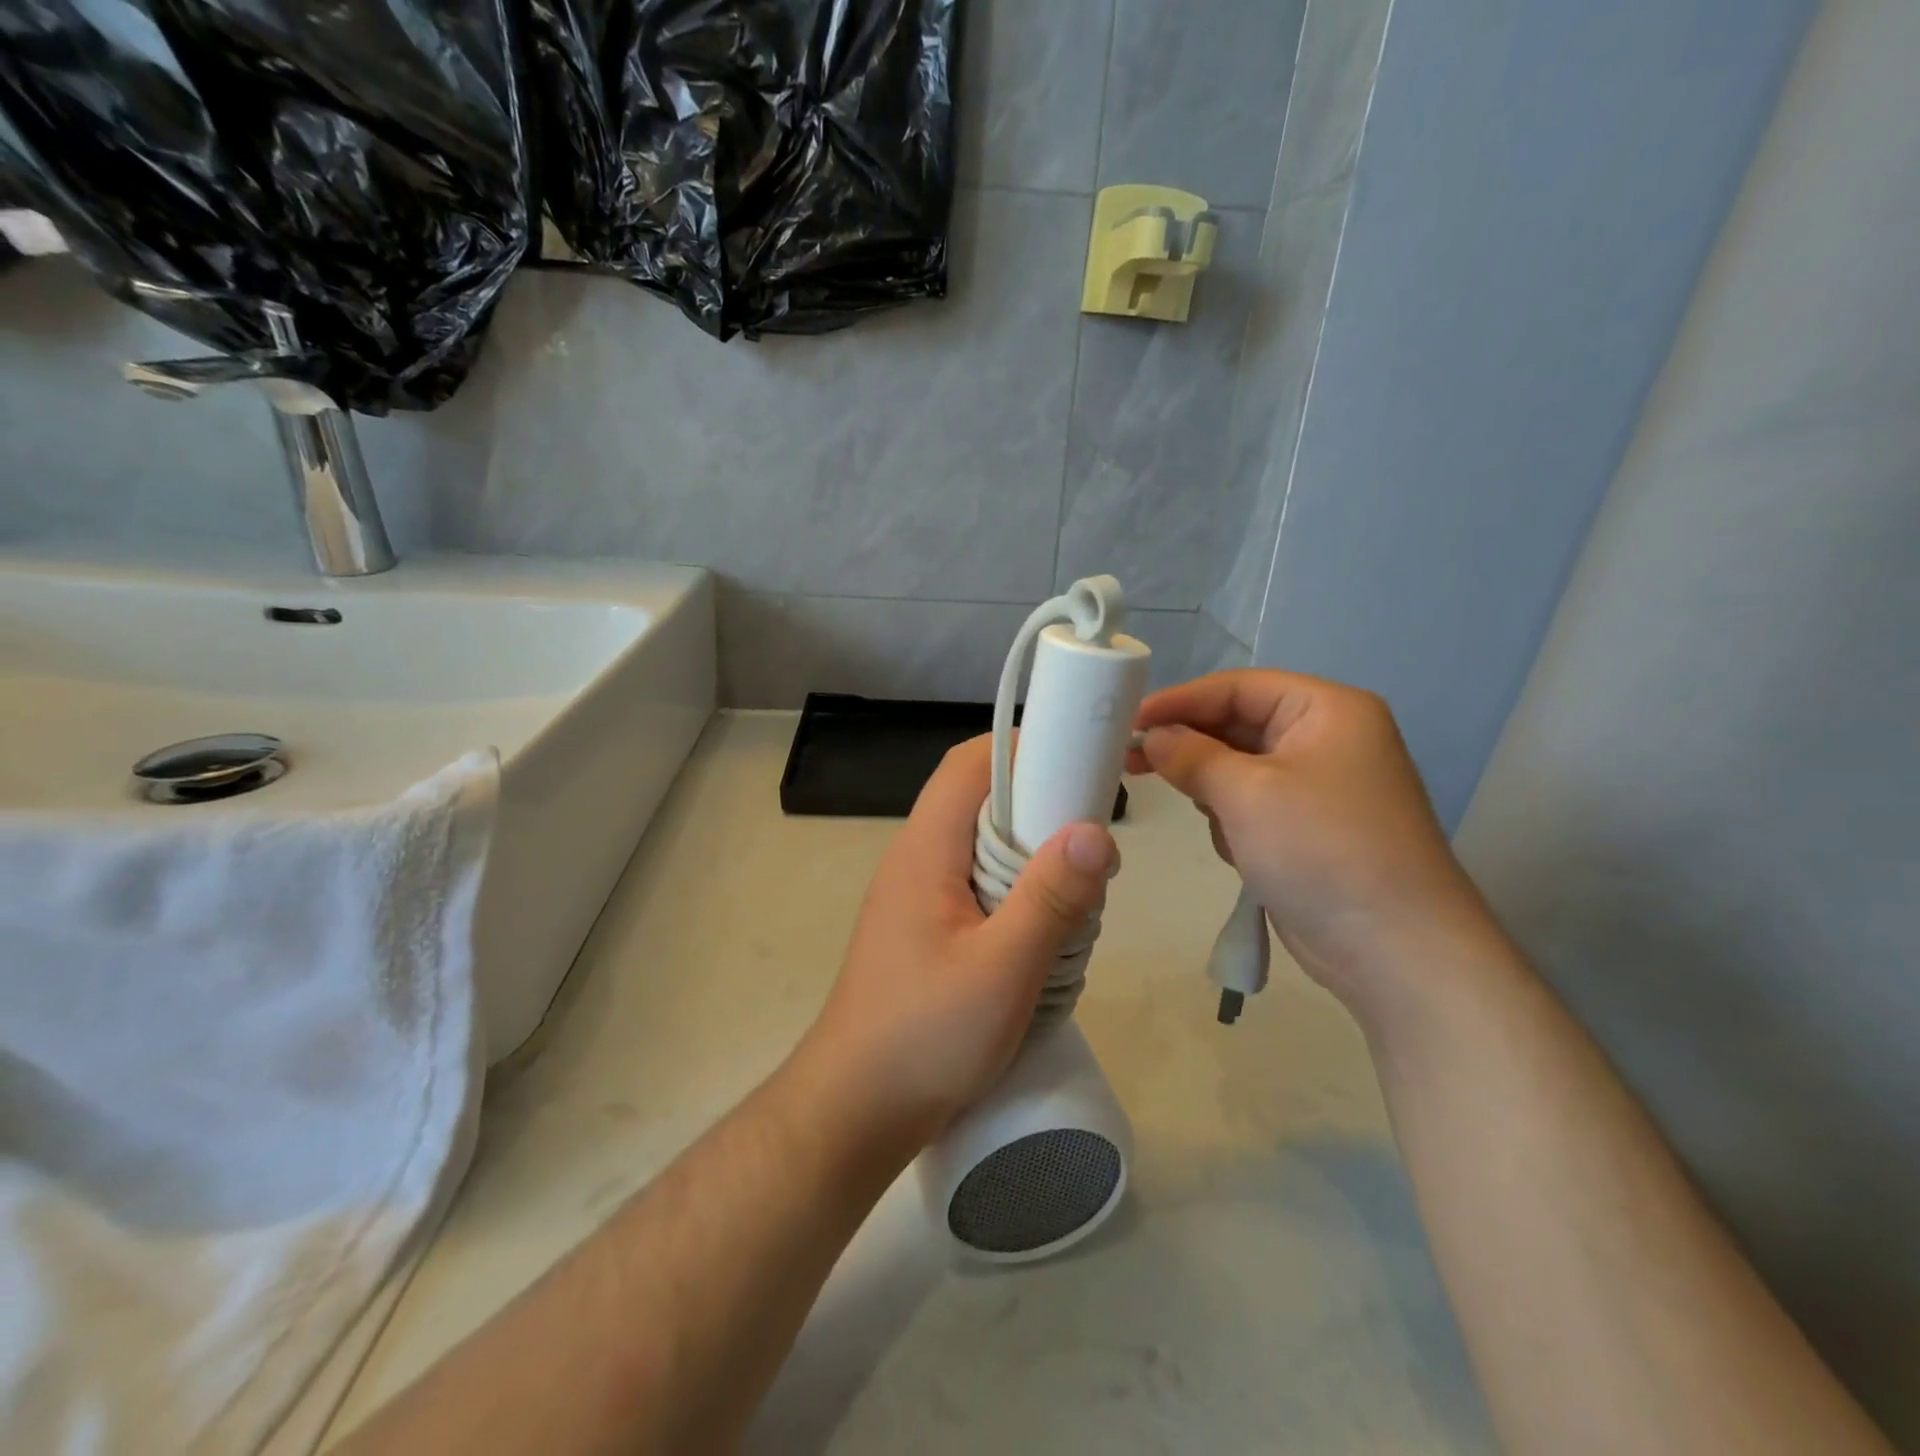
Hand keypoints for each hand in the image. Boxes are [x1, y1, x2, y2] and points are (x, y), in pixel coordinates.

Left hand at [794, 736, 1115, 1155]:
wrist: (854, 1112)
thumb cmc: (924, 1037)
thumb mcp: (1001, 970)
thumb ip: (1050, 899)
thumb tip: (1096, 832)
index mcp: (925, 849)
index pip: (969, 764)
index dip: (1023, 749)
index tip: (1080, 766)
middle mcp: (916, 859)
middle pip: (981, 802)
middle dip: (1040, 811)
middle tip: (1090, 851)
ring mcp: (918, 897)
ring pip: (984, 849)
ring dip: (1032, 863)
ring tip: (1076, 903)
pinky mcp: (926, 931)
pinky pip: (979, 889)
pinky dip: (1017, 898)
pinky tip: (1044, 939)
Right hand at [1131, 671, 1494, 1008]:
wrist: (1394, 949)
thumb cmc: (1321, 849)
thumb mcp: (1246, 793)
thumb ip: (1190, 755)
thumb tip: (1152, 736)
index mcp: (1326, 711)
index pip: (1238, 687)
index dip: (1180, 700)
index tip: (1129, 719)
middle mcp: (1326, 740)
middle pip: (1238, 726)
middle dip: (1191, 747)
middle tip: (1130, 760)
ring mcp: (1319, 788)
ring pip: (1240, 770)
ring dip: (1214, 791)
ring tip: (1207, 818)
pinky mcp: (1309, 831)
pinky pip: (1253, 807)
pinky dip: (1234, 822)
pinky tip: (1238, 851)